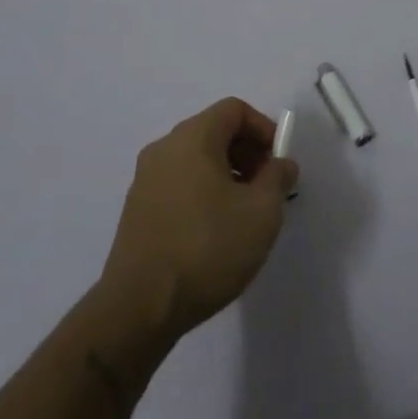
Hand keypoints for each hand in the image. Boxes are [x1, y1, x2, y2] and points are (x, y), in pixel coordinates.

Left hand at [99, 98, 298, 343]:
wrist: (139, 308)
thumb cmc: (207, 248)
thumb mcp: (262, 211)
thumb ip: (278, 178)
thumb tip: (281, 164)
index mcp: (192, 138)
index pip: (234, 110)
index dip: (264, 129)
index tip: (279, 163)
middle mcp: (164, 148)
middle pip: (214, 131)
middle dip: (247, 153)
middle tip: (266, 189)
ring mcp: (145, 180)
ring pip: (196, 160)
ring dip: (226, 175)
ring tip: (244, 215)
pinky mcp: (136, 211)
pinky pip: (179, 184)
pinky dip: (203, 193)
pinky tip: (214, 233)